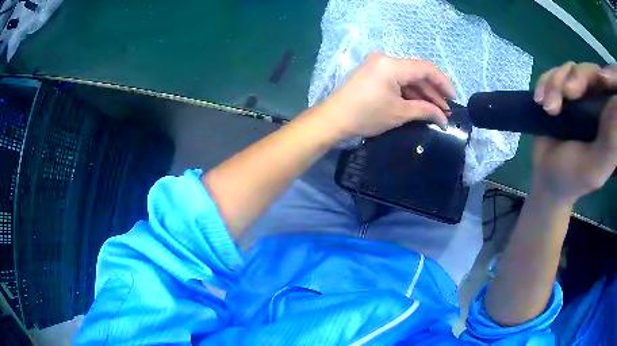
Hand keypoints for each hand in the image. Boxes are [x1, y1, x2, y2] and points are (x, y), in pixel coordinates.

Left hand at [317, 53, 455, 139]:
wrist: (333, 119)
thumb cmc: (366, 115)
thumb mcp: (399, 113)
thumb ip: (425, 111)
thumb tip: (444, 118)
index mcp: (392, 64)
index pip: (426, 68)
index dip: (443, 82)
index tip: (454, 98)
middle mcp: (385, 59)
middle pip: (417, 72)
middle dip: (433, 91)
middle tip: (445, 109)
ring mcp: (378, 65)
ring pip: (408, 77)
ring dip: (422, 93)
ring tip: (436, 110)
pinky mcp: (373, 73)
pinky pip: (397, 80)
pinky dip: (409, 92)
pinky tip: (420, 104)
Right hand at [533, 62, 616, 203]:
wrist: (547, 178)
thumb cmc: (574, 179)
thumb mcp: (596, 169)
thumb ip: (610, 145)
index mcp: (607, 119)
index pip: (606, 86)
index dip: (597, 77)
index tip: (584, 88)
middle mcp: (596, 102)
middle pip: (588, 71)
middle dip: (575, 78)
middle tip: (566, 94)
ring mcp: (578, 94)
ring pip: (569, 69)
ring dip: (555, 84)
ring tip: (547, 108)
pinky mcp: (561, 90)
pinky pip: (553, 72)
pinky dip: (544, 82)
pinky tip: (539, 100)